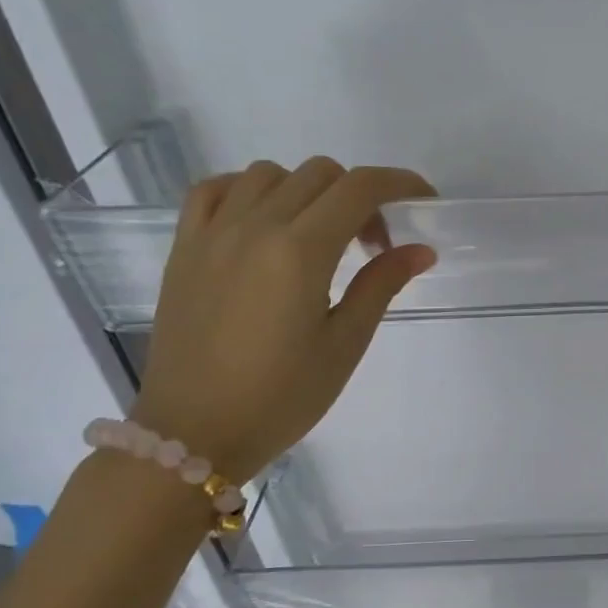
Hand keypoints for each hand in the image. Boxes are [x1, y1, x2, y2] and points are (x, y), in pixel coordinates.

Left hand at [132, 156, 436, 483]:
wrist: (195, 433)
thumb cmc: (282, 397)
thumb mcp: (345, 344)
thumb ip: (381, 285)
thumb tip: (419, 250)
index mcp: (300, 252)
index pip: (359, 188)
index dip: (400, 183)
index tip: (423, 200)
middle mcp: (254, 227)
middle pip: (319, 174)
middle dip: (359, 196)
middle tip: (372, 245)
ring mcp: (212, 233)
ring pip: (270, 174)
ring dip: (308, 191)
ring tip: (319, 236)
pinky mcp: (184, 248)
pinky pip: (215, 190)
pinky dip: (249, 190)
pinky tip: (264, 222)